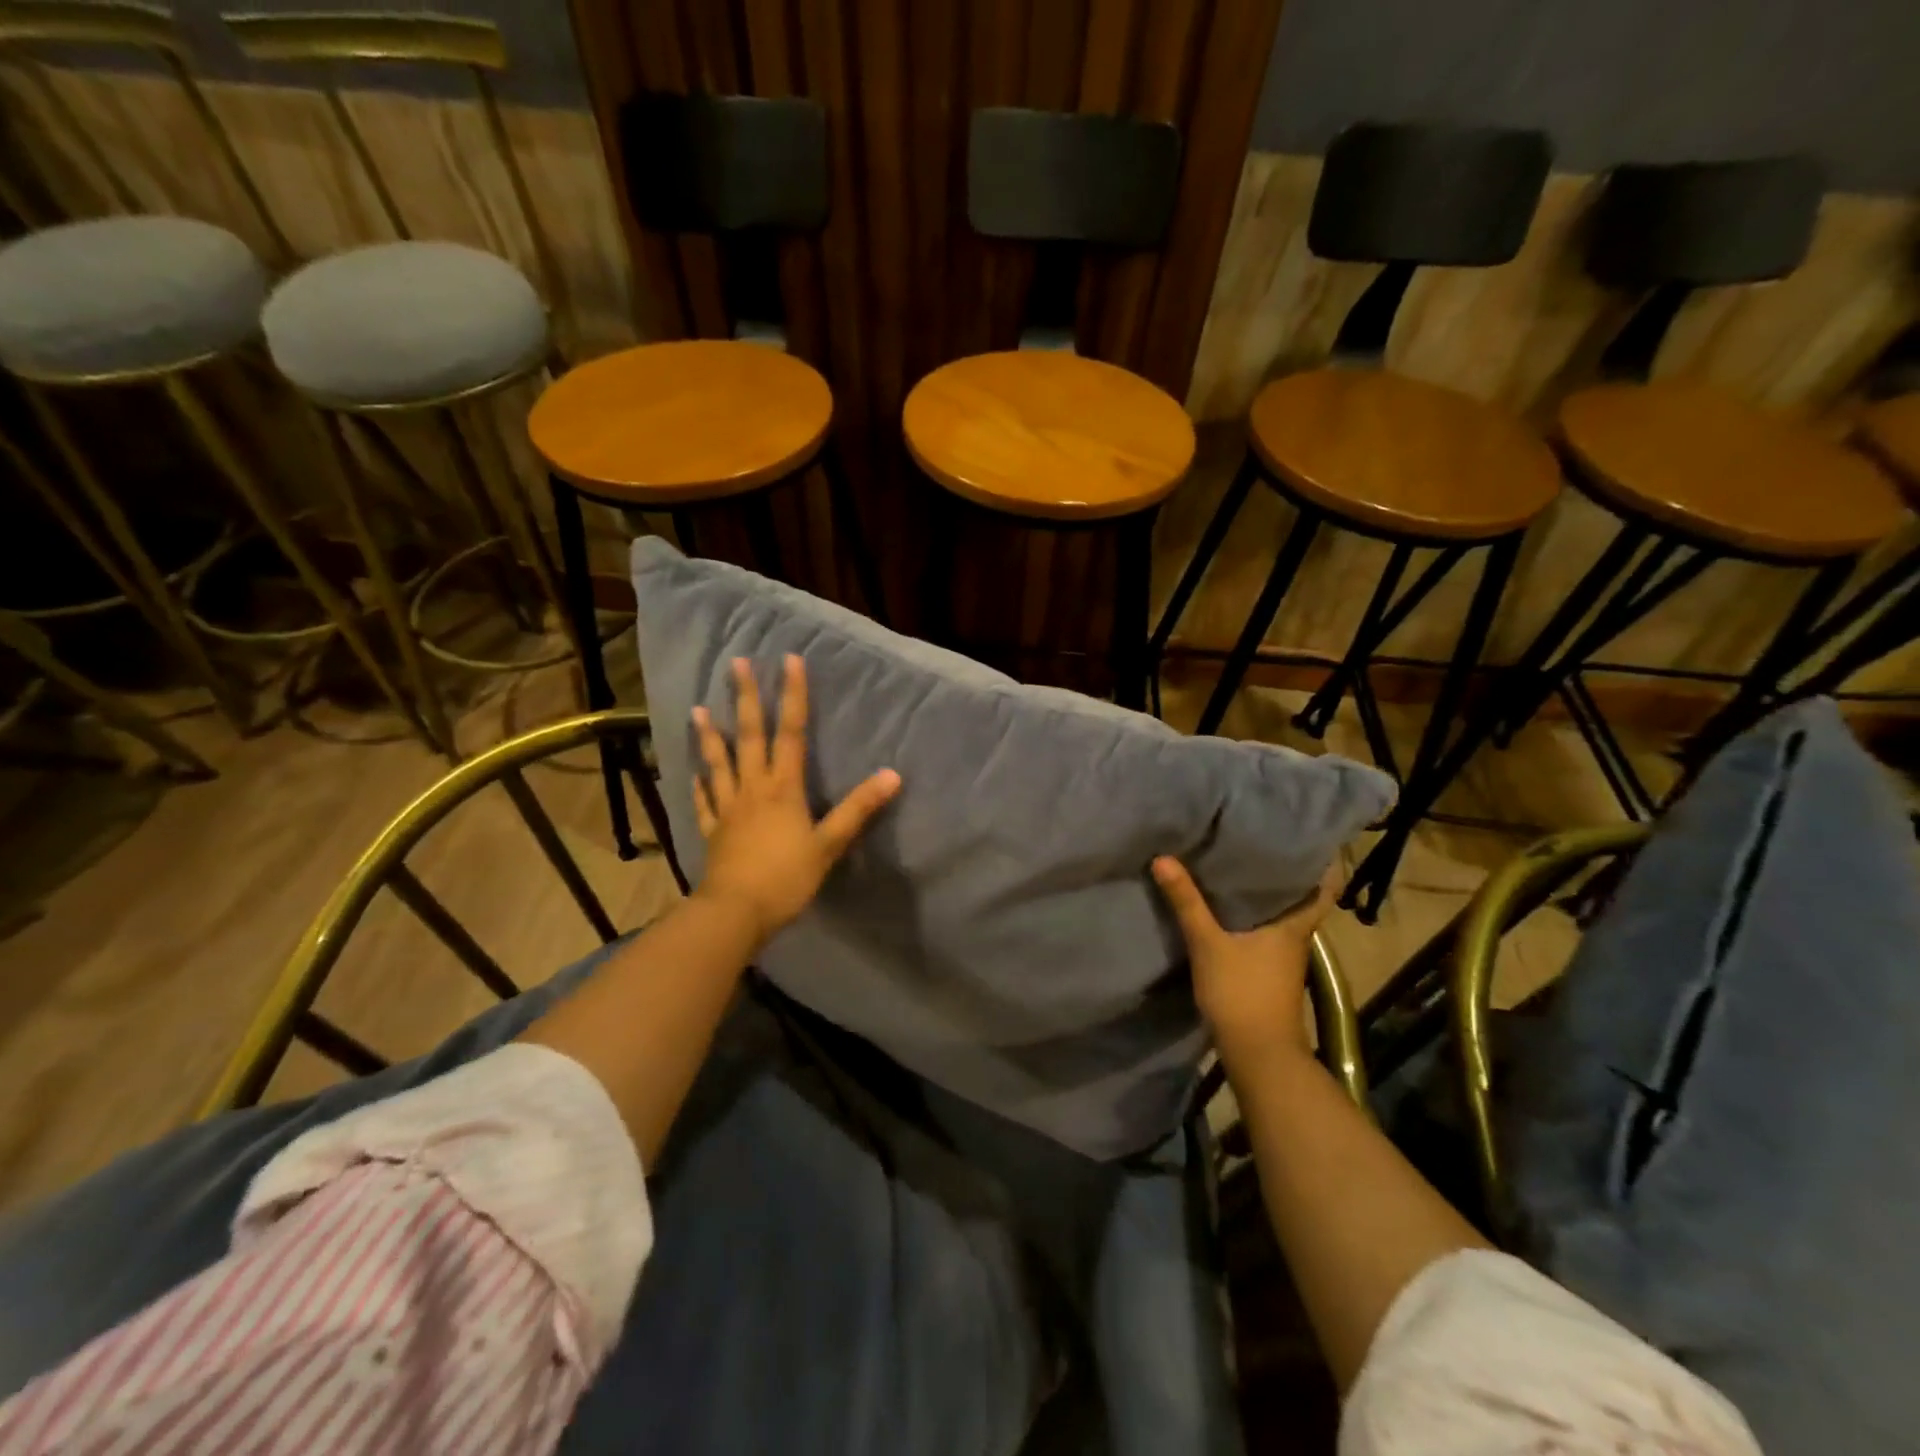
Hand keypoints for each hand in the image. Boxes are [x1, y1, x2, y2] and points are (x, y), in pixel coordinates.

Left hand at [692, 654, 900, 944]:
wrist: (736, 913)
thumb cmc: (786, 878)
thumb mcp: (829, 844)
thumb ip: (858, 809)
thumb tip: (892, 775)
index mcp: (783, 788)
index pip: (791, 732)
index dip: (793, 695)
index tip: (789, 661)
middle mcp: (753, 788)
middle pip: (750, 736)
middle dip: (746, 698)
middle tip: (736, 664)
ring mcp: (728, 809)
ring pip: (719, 764)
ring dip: (710, 735)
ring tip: (699, 710)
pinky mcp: (713, 832)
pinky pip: (704, 803)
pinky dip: (700, 787)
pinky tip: (694, 776)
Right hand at [1151, 857, 1337, 1072]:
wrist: (1258, 1054)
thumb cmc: (1242, 992)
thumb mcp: (1208, 943)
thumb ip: (1187, 901)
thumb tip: (1164, 858)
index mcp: (1294, 923)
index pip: (1324, 886)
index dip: (1321, 861)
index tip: (1308, 835)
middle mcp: (1297, 936)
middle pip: (1300, 895)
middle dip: (1284, 869)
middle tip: (1260, 838)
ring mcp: (1285, 956)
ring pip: (1282, 914)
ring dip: (1267, 892)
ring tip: (1240, 862)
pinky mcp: (1270, 971)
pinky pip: (1266, 930)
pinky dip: (1254, 915)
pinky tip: (1228, 907)